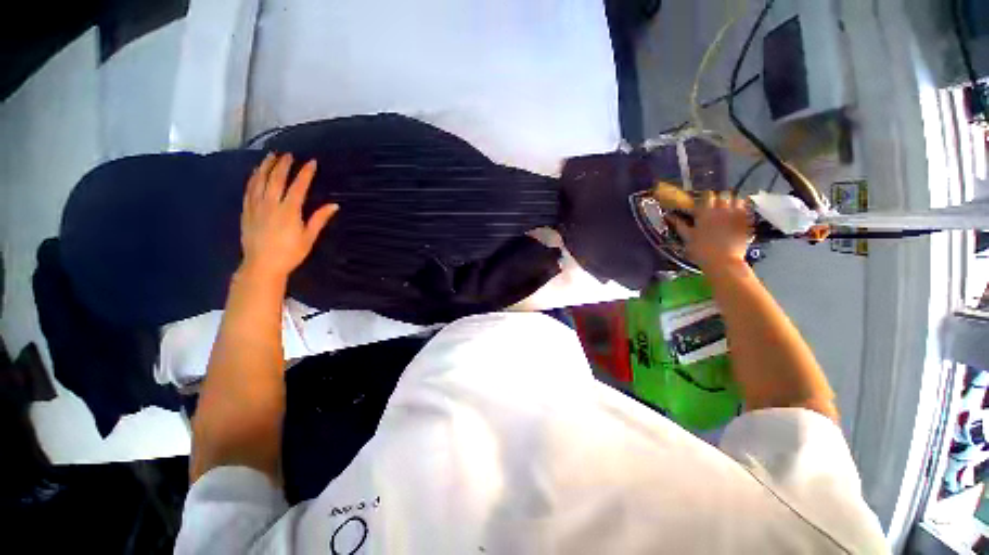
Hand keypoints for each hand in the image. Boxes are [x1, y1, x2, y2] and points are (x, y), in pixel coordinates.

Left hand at [239, 153, 338, 279]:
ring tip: (271, 156)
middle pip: (276, 179)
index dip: (305, 173)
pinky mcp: (246, 211)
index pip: (298, 186)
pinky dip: (253, 178)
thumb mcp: (309, 237)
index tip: (311, 162)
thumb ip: (319, 219)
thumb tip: (334, 205)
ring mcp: (256, 206)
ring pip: (259, 181)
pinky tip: (255, 172)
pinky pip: (248, 189)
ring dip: (265, 166)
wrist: (262, 265)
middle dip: (283, 165)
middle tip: (288, 154)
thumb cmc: (290, 253)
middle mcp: (271, 204)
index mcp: (289, 211)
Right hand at [667, 192, 751, 270]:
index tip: (698, 203)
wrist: (724, 262)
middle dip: (716, 198)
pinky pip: (746, 208)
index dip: (701, 198)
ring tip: (726, 207)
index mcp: (704, 212)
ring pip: (735, 199)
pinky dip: (742, 207)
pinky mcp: (746, 221)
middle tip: (712, 206)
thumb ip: (679, 224)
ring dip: (730, 200)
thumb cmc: (701, 251)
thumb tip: (669, 215)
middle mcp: (721, 209)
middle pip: (720, 195)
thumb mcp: (687, 238)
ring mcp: (735, 214)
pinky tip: (738, 212)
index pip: (704, 197)